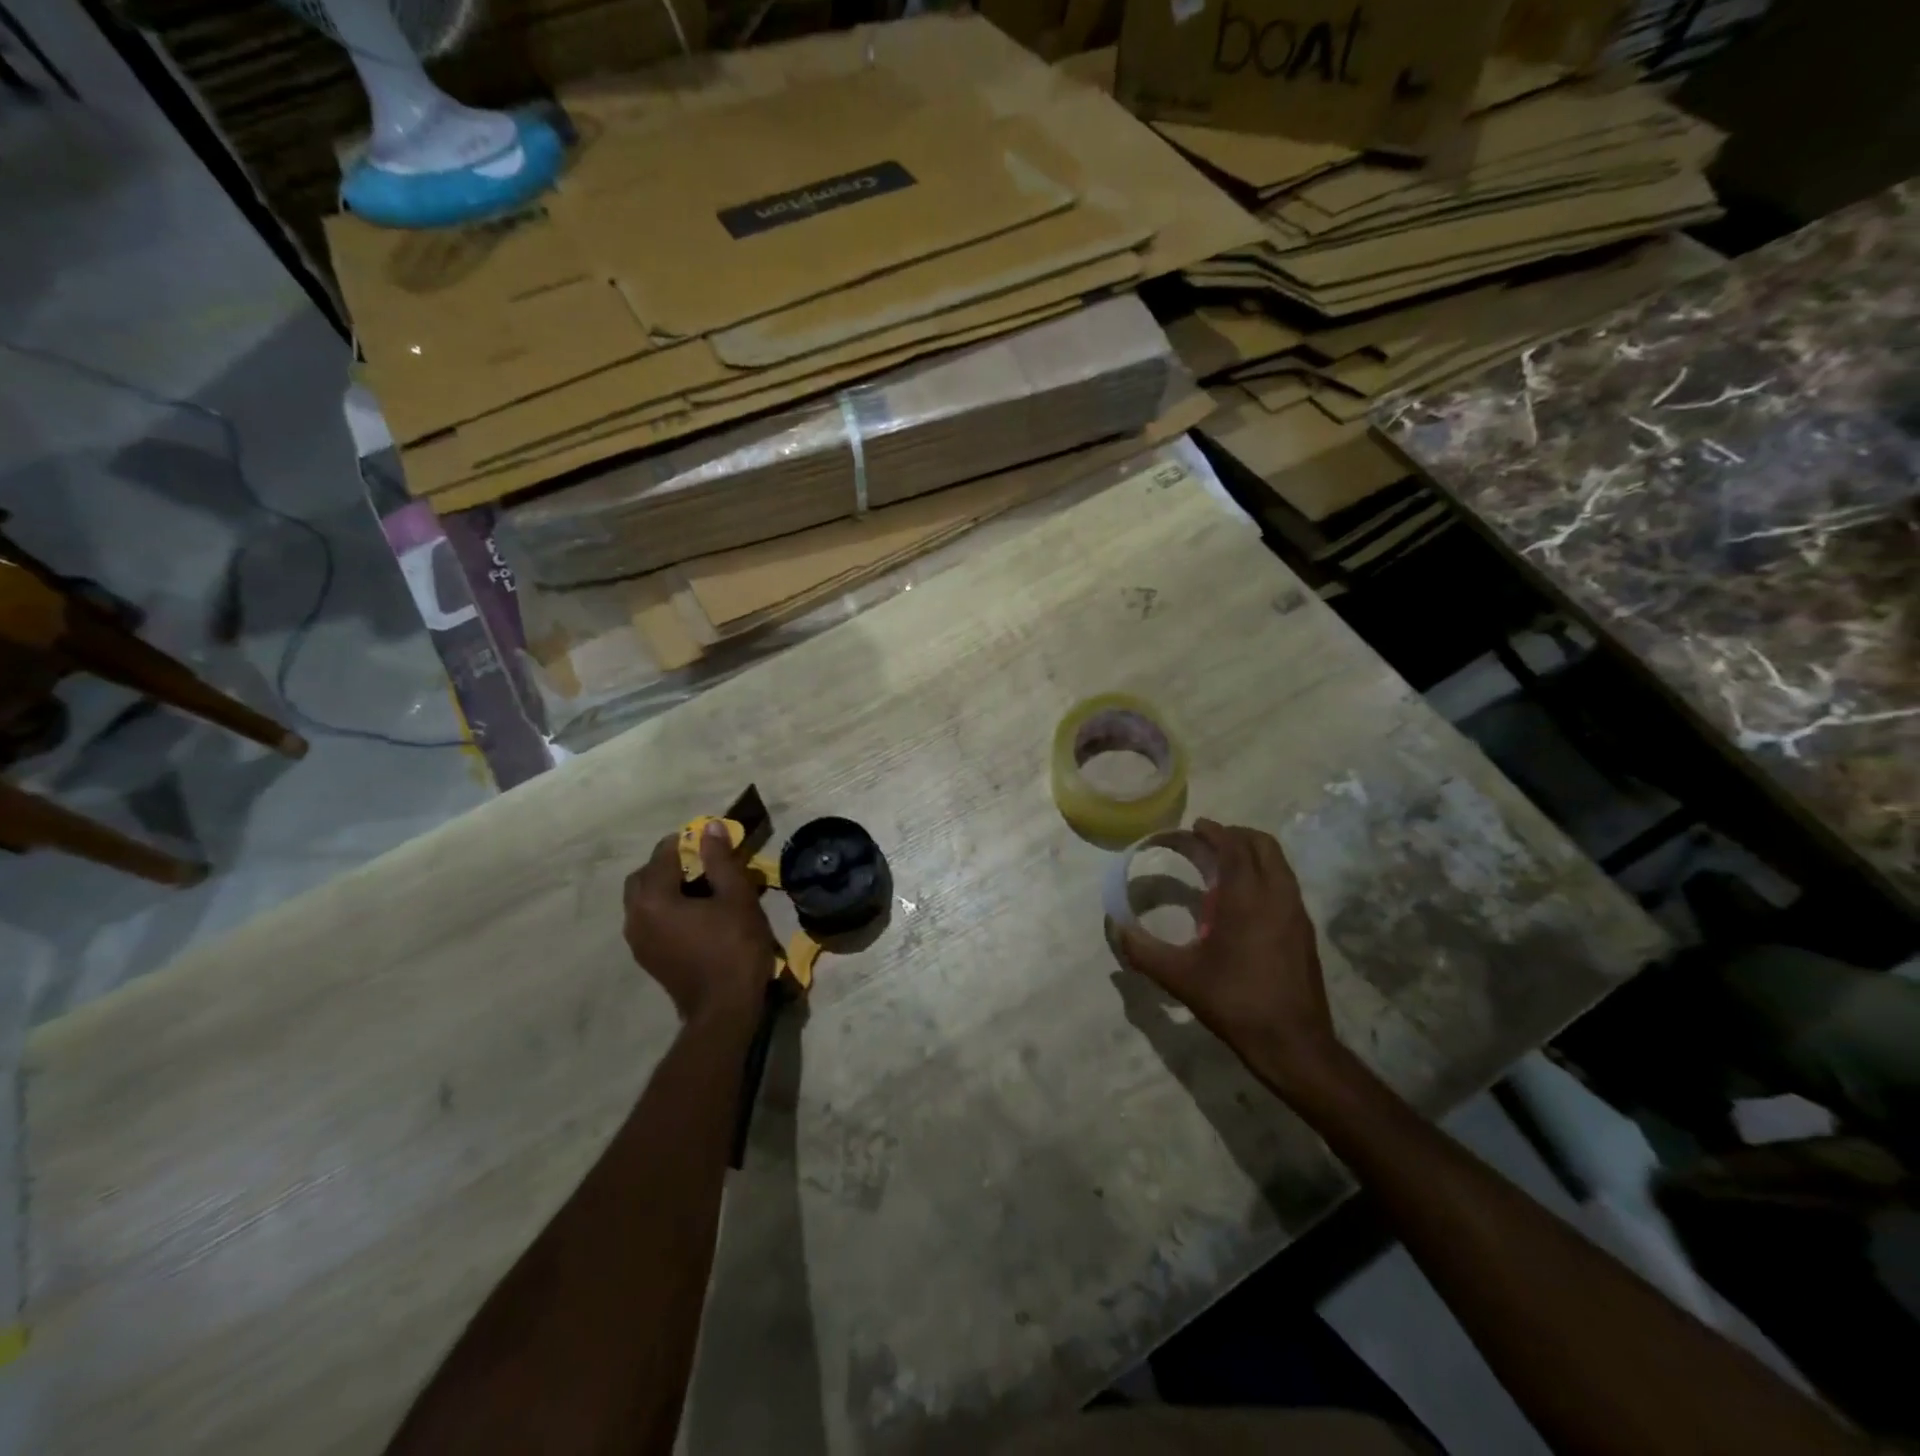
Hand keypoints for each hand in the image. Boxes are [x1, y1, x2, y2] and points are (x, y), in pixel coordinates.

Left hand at [623, 822, 775, 1027]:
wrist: (724, 1009)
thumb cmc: (734, 947)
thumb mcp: (736, 897)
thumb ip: (719, 859)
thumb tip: (709, 827)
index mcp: (653, 898)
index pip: (662, 854)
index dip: (686, 841)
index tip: (710, 840)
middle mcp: (635, 917)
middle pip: (643, 877)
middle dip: (668, 864)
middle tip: (702, 863)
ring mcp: (636, 941)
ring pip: (643, 900)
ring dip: (665, 887)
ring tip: (700, 888)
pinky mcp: (646, 957)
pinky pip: (647, 920)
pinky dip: (664, 908)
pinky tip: (694, 914)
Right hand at [1118, 819, 1344, 1098]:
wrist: (1293, 1043)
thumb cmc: (1235, 1002)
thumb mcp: (1180, 977)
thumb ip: (1143, 950)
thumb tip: (1115, 929)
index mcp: (1247, 898)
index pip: (1234, 846)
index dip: (1214, 832)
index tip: (1195, 828)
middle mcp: (1277, 896)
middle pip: (1263, 845)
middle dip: (1235, 836)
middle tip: (1208, 842)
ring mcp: (1296, 913)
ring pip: (1279, 864)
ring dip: (1252, 855)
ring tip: (1223, 868)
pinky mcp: (1305, 931)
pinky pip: (1285, 885)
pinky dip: (1264, 876)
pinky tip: (1243, 903)